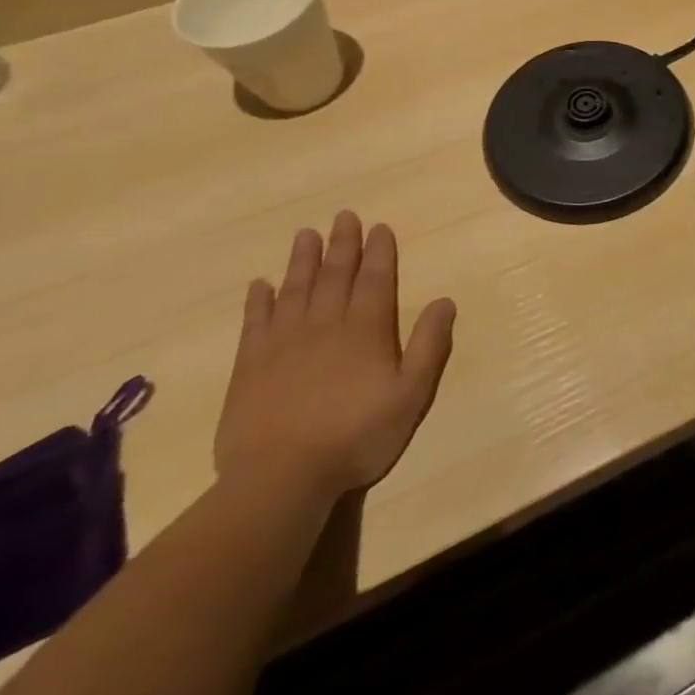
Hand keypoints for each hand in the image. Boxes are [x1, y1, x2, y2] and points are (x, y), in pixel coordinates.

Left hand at [215, 212, 456, 502]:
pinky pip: (255, 323)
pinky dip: (258, 301)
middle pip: (335, 276)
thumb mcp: (411, 394)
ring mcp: (283, 344)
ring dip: (302, 261)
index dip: (379, 252)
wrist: (280, 479)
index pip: (375, 280)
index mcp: (366, 331)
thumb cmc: (356, 436)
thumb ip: (429, 345)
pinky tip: (260, 285)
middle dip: (342, 244)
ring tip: (306, 235)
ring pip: (295, 290)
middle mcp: (325, 326)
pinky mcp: (250, 367)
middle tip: (344, 216)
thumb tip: (444, 301)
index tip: (379, 227)